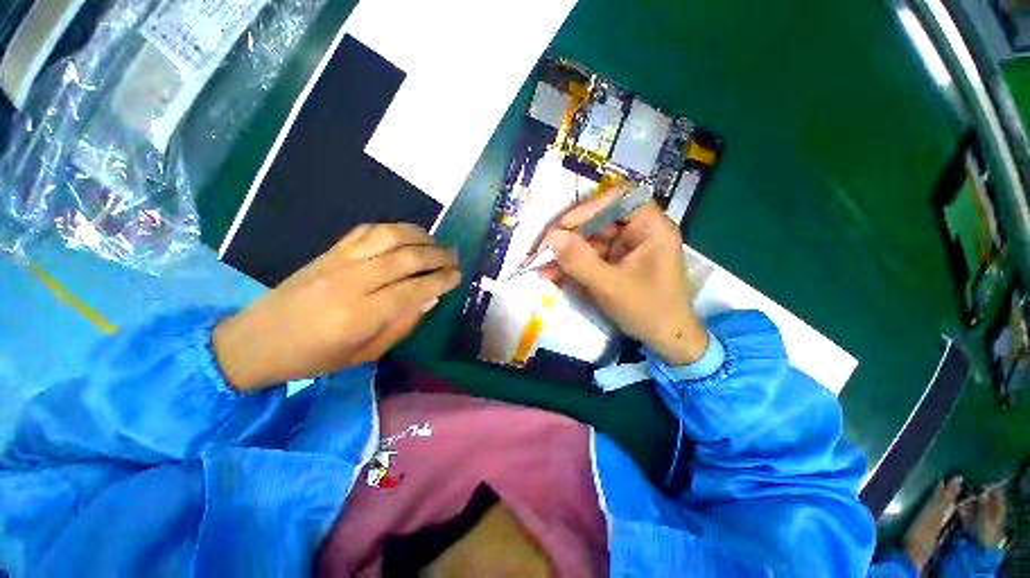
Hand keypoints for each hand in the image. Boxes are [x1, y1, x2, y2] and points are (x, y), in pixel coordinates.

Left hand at [213, 224, 460, 391]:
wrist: (257, 341)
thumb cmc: (314, 358)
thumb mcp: (365, 355)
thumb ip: (402, 325)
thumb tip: (431, 298)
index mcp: (360, 316)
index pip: (413, 290)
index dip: (441, 280)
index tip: (458, 277)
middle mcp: (351, 282)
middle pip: (405, 258)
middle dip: (437, 255)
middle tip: (455, 258)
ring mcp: (338, 262)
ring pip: (388, 237)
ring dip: (419, 236)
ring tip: (436, 242)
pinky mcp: (329, 252)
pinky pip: (366, 231)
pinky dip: (392, 229)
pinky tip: (405, 235)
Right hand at [540, 184, 707, 364]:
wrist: (666, 340)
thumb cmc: (648, 310)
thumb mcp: (611, 286)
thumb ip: (580, 261)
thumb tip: (551, 237)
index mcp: (651, 227)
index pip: (620, 199)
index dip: (590, 208)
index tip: (564, 226)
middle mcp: (639, 232)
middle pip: (600, 220)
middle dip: (570, 236)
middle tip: (544, 249)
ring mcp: (626, 248)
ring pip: (591, 241)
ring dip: (566, 253)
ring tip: (541, 266)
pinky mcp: (616, 263)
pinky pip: (591, 257)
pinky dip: (573, 265)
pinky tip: (552, 274)